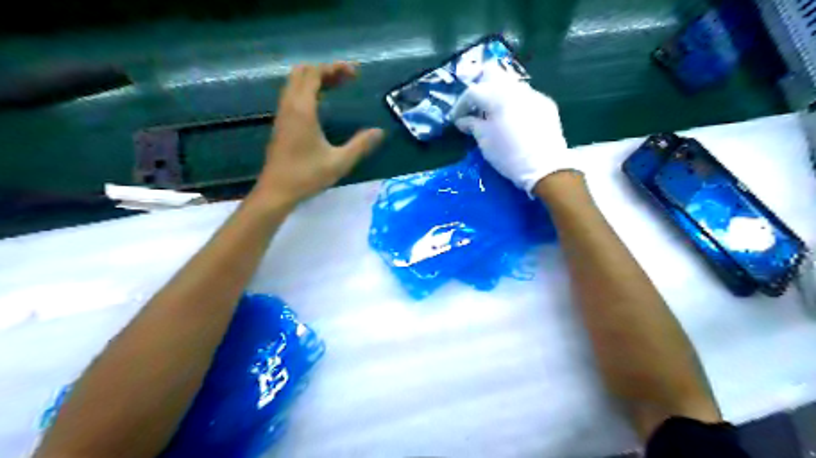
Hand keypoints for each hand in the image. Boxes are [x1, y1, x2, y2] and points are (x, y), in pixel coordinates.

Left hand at [254, 62, 383, 204]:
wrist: (276, 191)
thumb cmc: (306, 176)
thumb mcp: (339, 162)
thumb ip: (360, 145)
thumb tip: (380, 132)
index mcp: (302, 110)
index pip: (314, 74)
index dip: (334, 68)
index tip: (355, 73)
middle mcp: (289, 106)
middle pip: (302, 72)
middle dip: (325, 70)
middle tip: (346, 79)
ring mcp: (283, 115)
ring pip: (295, 83)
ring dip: (316, 79)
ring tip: (338, 86)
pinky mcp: (281, 124)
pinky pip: (293, 95)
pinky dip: (308, 90)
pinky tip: (322, 103)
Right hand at [450, 78, 568, 192]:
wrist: (544, 167)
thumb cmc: (508, 154)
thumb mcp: (484, 141)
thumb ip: (471, 125)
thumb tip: (463, 120)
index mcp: (496, 95)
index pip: (472, 92)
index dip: (461, 105)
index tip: (456, 119)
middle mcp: (515, 88)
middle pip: (493, 74)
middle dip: (480, 87)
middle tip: (474, 106)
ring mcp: (533, 94)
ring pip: (510, 85)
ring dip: (498, 95)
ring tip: (493, 114)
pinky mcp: (546, 104)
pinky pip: (525, 97)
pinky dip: (514, 104)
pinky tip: (513, 121)